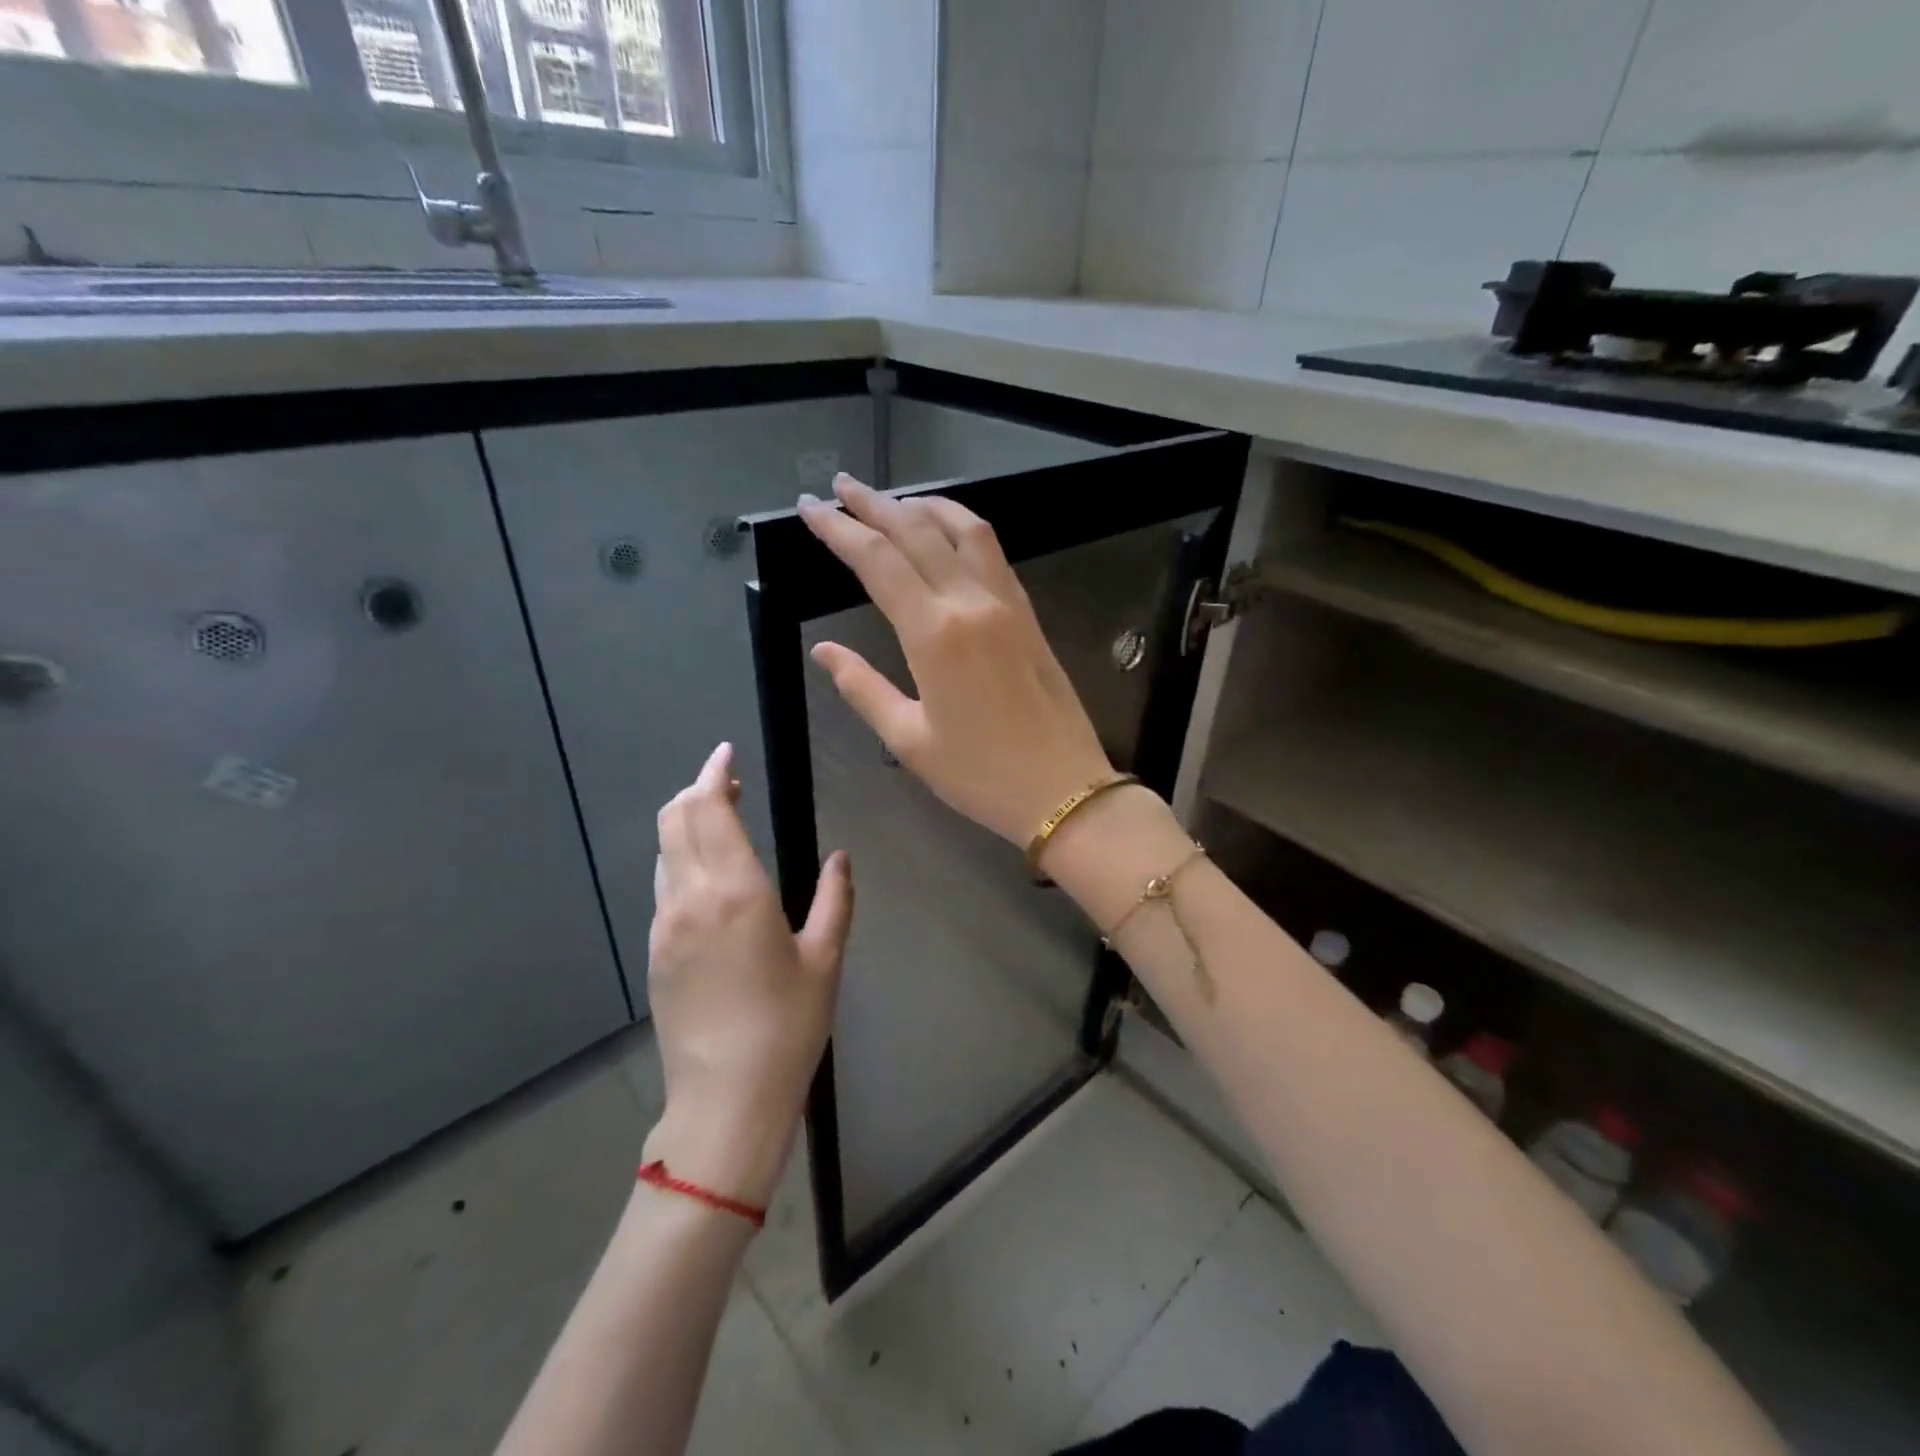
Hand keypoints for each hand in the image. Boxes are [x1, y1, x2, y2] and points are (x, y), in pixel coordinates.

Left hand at [642, 743, 853, 1209]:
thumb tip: (841, 858)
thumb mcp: (825, 959)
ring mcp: (664, 925)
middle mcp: (689, 898)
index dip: (714, 774)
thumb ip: (835, 899)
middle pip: (674, 820)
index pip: (709, 810)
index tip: (728, 754)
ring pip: (664, 851)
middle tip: (729, 785)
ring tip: (721, 824)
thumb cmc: (786, 1026)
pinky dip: (681, 860)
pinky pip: (663, 886)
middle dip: (697, 791)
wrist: (725, 1099)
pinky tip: (710, 879)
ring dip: (686, 825)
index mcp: (735, 891)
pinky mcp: (654, 951)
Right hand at [798, 474, 1114, 845]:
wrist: (1064, 789)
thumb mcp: (909, 740)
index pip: (877, 561)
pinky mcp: (1027, 613)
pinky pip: (992, 552)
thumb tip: (823, 652)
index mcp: (934, 634)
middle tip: (841, 487)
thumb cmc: (980, 775)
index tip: (811, 508)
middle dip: (874, 504)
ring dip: (923, 505)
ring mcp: (1006, 603)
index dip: (839, 529)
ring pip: (963, 528)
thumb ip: (862, 688)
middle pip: (917, 531)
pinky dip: (962, 527)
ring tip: (891, 500)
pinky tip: (946, 531)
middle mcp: (970, 603)